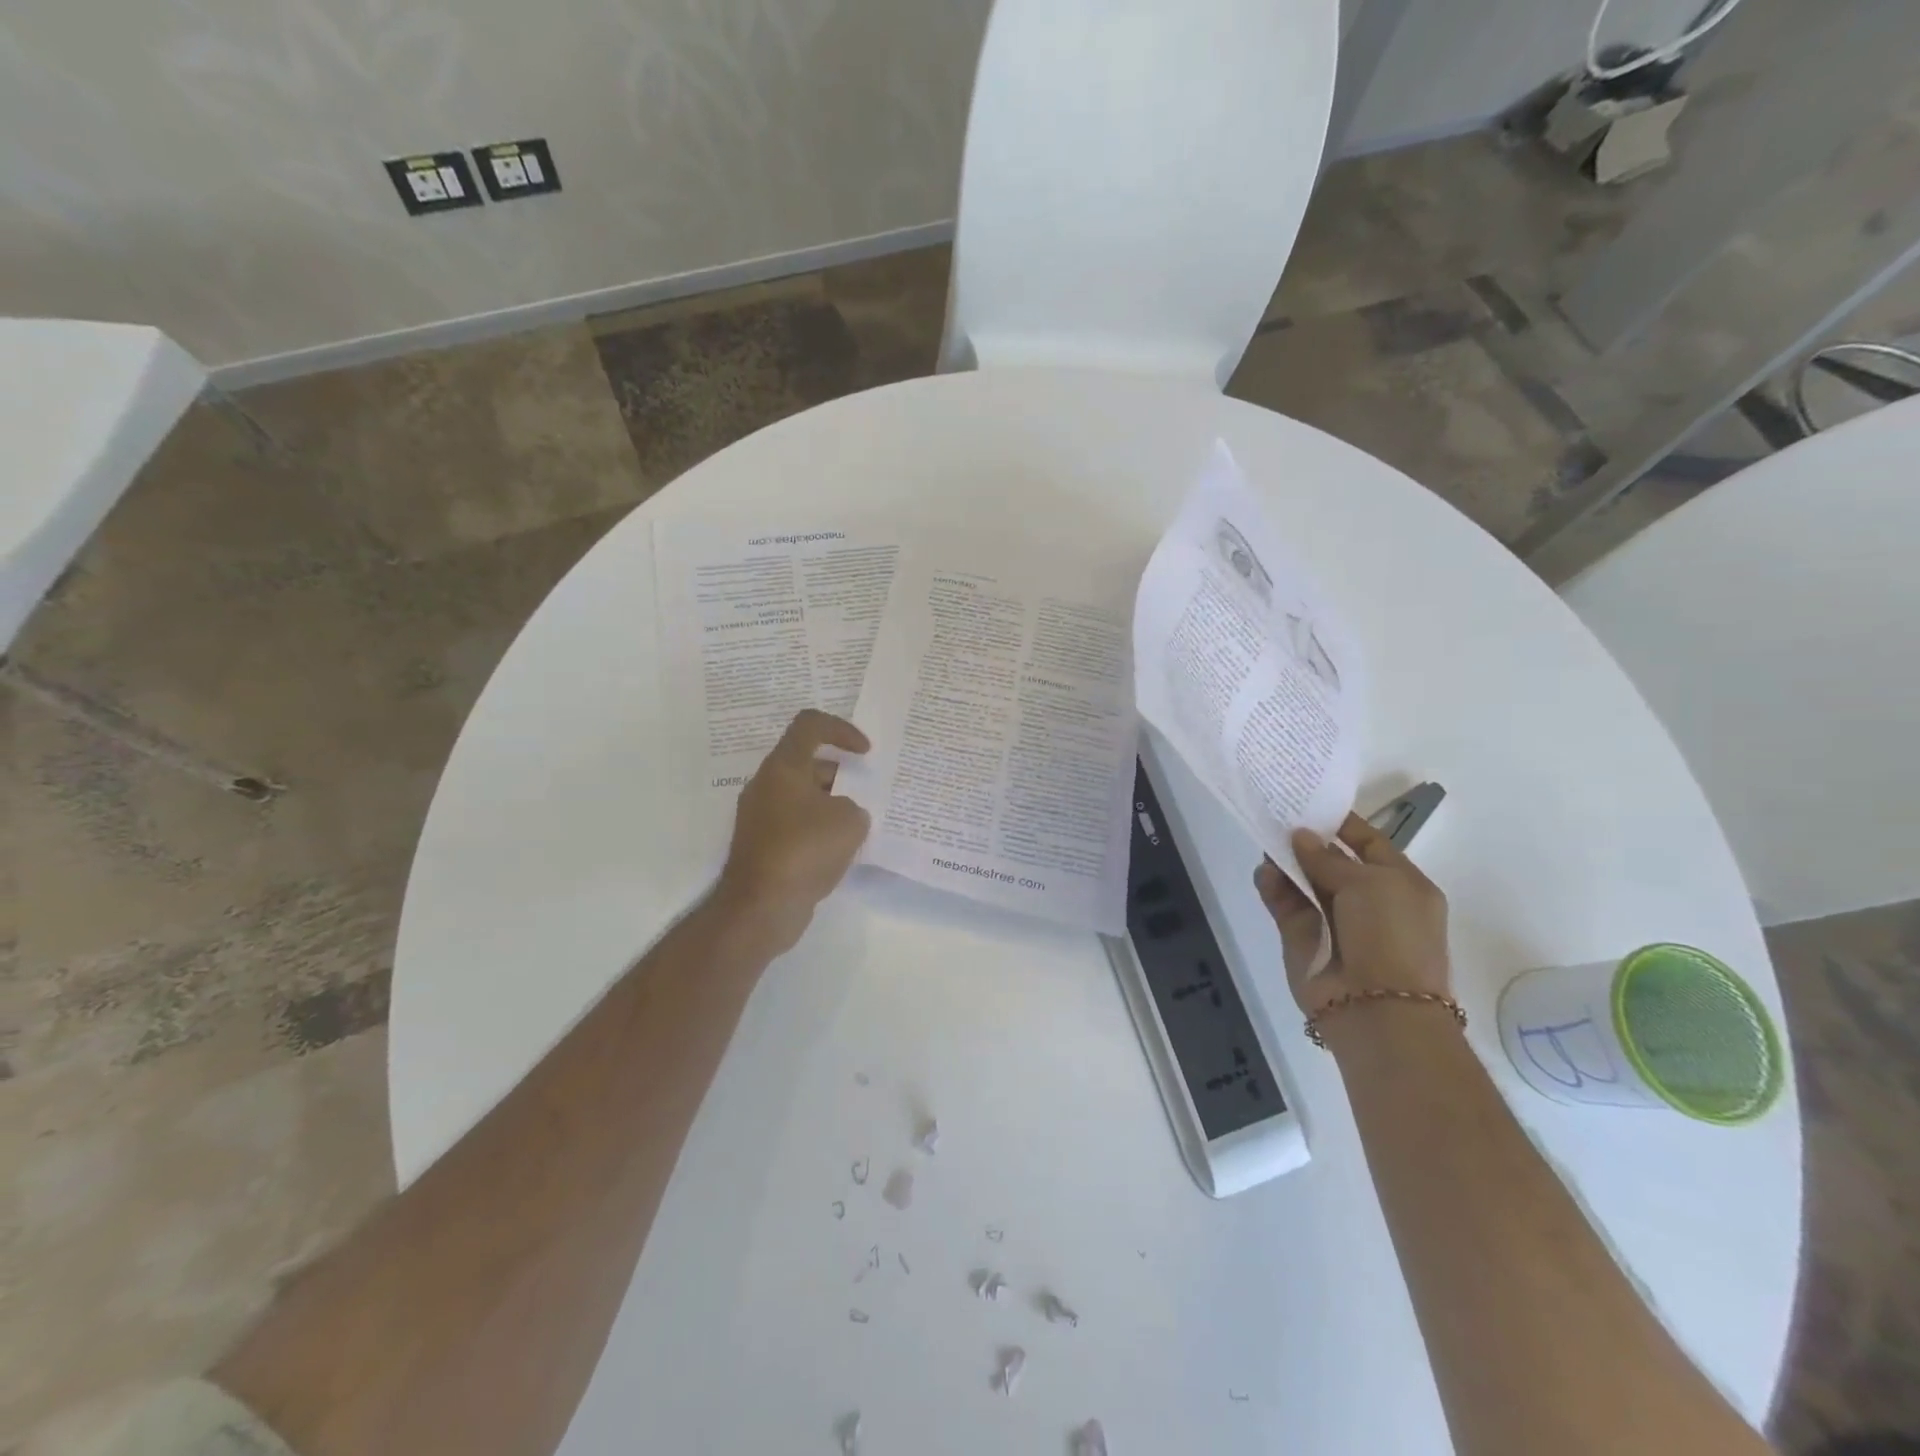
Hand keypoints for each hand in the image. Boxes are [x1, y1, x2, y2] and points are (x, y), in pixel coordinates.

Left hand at [716, 710, 872, 953]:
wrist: (761, 907)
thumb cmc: (805, 850)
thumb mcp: (850, 820)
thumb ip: (855, 806)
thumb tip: (843, 814)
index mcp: (783, 767)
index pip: (810, 725)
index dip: (842, 729)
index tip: (865, 752)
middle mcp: (767, 785)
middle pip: (808, 762)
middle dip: (842, 773)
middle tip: (868, 792)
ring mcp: (761, 816)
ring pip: (803, 795)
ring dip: (832, 803)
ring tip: (860, 824)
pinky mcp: (764, 845)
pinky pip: (797, 824)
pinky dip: (819, 828)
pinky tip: (841, 850)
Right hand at [1253, 812, 1450, 1018]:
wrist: (1376, 1009)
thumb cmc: (1390, 936)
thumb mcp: (1370, 883)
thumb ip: (1329, 857)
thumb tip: (1301, 836)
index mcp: (1401, 885)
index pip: (1369, 844)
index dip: (1342, 824)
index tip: (1310, 804)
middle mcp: (1368, 901)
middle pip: (1331, 862)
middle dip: (1307, 842)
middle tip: (1277, 816)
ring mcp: (1334, 921)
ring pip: (1304, 882)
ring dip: (1286, 863)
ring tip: (1265, 841)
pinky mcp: (1304, 938)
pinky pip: (1285, 905)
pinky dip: (1273, 887)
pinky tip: (1264, 872)